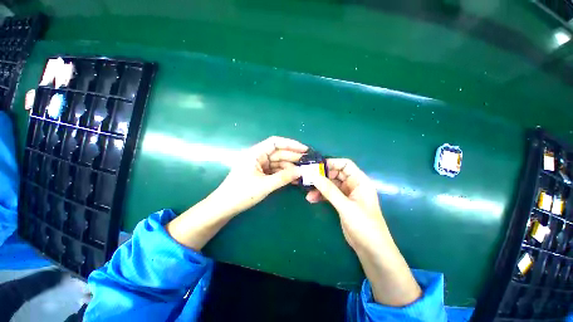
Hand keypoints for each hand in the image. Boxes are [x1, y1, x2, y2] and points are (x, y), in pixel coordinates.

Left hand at [166, 136, 306, 250]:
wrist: (224, 208)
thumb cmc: (241, 194)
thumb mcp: (265, 185)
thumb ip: (284, 177)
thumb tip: (302, 171)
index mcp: (255, 153)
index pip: (275, 142)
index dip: (291, 144)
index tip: (304, 150)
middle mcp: (258, 156)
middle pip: (278, 153)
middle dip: (293, 158)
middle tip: (308, 163)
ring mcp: (259, 166)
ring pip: (278, 163)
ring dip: (290, 167)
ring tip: (304, 173)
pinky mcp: (261, 174)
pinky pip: (275, 171)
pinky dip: (284, 174)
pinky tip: (294, 178)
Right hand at [305, 159, 386, 250]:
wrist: (371, 249)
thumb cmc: (364, 225)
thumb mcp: (346, 206)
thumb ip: (329, 190)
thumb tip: (314, 176)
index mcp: (360, 181)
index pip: (345, 165)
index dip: (332, 163)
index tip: (316, 167)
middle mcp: (353, 185)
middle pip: (336, 174)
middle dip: (322, 176)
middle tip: (308, 179)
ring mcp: (347, 194)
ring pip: (331, 185)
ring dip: (320, 188)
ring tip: (308, 193)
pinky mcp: (342, 203)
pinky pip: (329, 195)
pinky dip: (321, 196)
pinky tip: (312, 199)